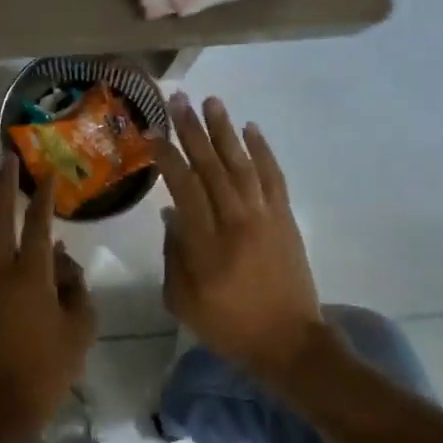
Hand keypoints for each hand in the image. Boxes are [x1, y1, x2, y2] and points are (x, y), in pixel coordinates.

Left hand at [0, 153, 97, 437]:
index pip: (37, 225)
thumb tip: (61, 257)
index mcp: (30, 277)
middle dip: (0, 187)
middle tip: (2, 159)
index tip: (45, 174)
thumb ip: (75, 285)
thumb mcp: (80, 326)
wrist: (1, 404)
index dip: (42, 198)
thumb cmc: (49, 367)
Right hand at [157, 94, 321, 383]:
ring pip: (242, 163)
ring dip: (226, 131)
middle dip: (193, 131)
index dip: (168, 157)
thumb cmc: (229, 326)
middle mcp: (235, 220)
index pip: (184, 187)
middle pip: (211, 166)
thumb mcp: (183, 302)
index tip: (154, 134)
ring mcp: (264, 216)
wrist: (289, 341)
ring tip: (212, 102)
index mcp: (206, 243)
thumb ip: (174, 255)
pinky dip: (263, 151)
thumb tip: (171, 214)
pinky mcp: (285, 218)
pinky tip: (251, 129)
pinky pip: (273, 176)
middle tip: (180, 100)